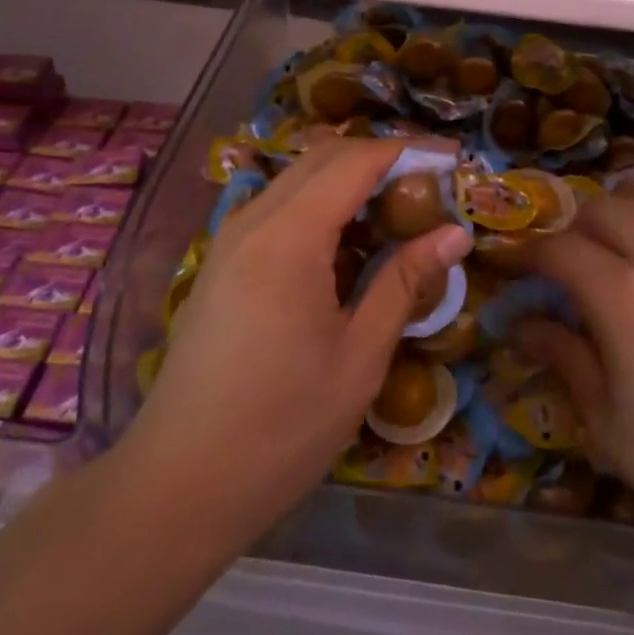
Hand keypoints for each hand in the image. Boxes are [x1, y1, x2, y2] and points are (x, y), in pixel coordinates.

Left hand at [123, 137, 472, 548]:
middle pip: (324, 158)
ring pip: (299, 180)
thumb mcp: (358, 357)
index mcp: (289, 237)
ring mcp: (231, 240)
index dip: (408, 150)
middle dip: (382, 158)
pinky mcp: (223, 263)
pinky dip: (322, 206)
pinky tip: (350, 244)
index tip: (455, 159)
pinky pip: (279, 209)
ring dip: (351, 181)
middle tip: (433, 185)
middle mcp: (254, 221)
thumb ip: (403, 282)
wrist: (178, 484)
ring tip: (400, 212)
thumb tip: (454, 234)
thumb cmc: (281, 427)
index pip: (355, 161)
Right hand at [517, 198, 633, 575]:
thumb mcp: (608, 425)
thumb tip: (526, 325)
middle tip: (560, 270)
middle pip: (608, 211)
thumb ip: (564, 359)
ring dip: (623, 250)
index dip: (525, 251)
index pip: (559, 248)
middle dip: (573, 228)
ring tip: (621, 306)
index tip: (506, 264)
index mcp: (625, 296)